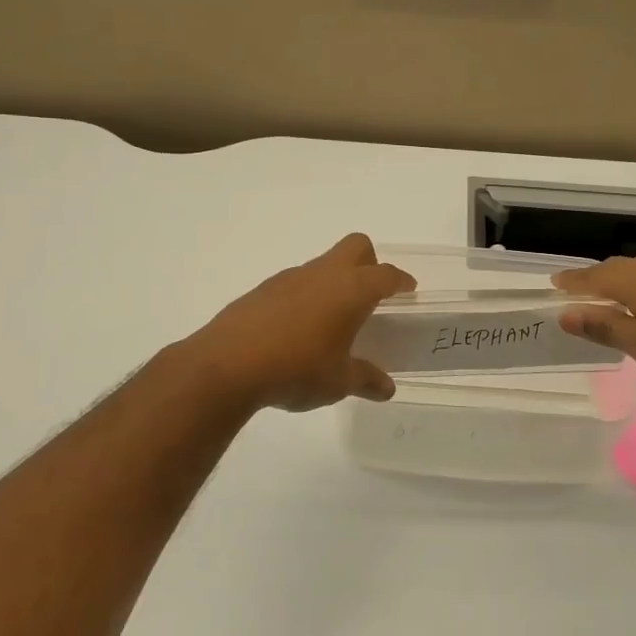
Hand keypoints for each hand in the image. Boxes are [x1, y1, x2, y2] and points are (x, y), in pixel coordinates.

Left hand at [184, 234, 415, 413]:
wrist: (227, 364)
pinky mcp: (263, 290)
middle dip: (370, 263)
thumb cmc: (296, 369)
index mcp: (351, 290)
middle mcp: (323, 274)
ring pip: (323, 265)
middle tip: (372, 295)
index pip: (385, 274)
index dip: (400, 280)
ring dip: (334, 282)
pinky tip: (297, 330)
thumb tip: (386, 388)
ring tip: (333, 320)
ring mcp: (290, 278)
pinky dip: (306, 297)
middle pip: (356, 247)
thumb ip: (365, 379)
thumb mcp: (337, 381)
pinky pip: (296, 283)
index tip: (408, 288)